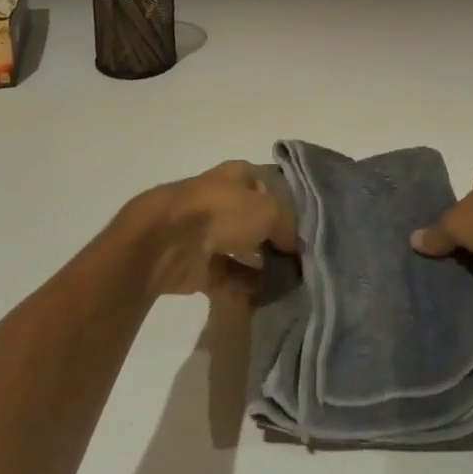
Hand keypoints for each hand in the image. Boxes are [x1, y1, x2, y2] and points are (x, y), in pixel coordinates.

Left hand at [134, 161, 297, 297]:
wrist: (169, 240)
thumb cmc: (222, 211)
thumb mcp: (268, 210)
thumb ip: (286, 226)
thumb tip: (292, 247)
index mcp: (235, 176)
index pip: (265, 185)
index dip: (284, 203)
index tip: (303, 228)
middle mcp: (220, 201)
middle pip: (253, 219)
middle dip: (273, 238)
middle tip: (298, 260)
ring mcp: (206, 233)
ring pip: (240, 249)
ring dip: (261, 265)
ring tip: (288, 282)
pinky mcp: (196, 266)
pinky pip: (228, 276)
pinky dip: (245, 287)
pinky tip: (267, 297)